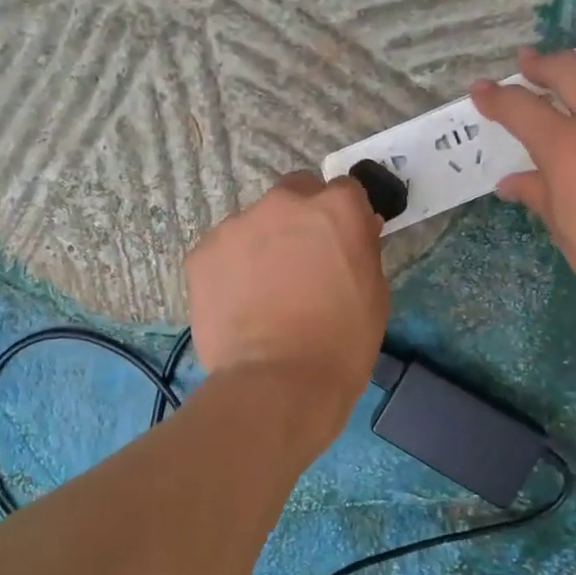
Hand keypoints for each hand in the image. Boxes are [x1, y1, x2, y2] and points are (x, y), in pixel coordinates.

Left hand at [184, 172, 387, 429]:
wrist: (278, 383)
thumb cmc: (341, 342)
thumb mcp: (373, 292)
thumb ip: (360, 248)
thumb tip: (353, 230)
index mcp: (334, 208)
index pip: (343, 190)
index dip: (343, 216)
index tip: (340, 241)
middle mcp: (284, 204)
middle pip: (294, 193)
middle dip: (300, 217)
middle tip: (300, 261)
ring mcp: (237, 225)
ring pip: (254, 223)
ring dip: (262, 243)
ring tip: (263, 291)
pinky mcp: (202, 253)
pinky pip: (222, 251)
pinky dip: (231, 269)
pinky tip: (238, 304)